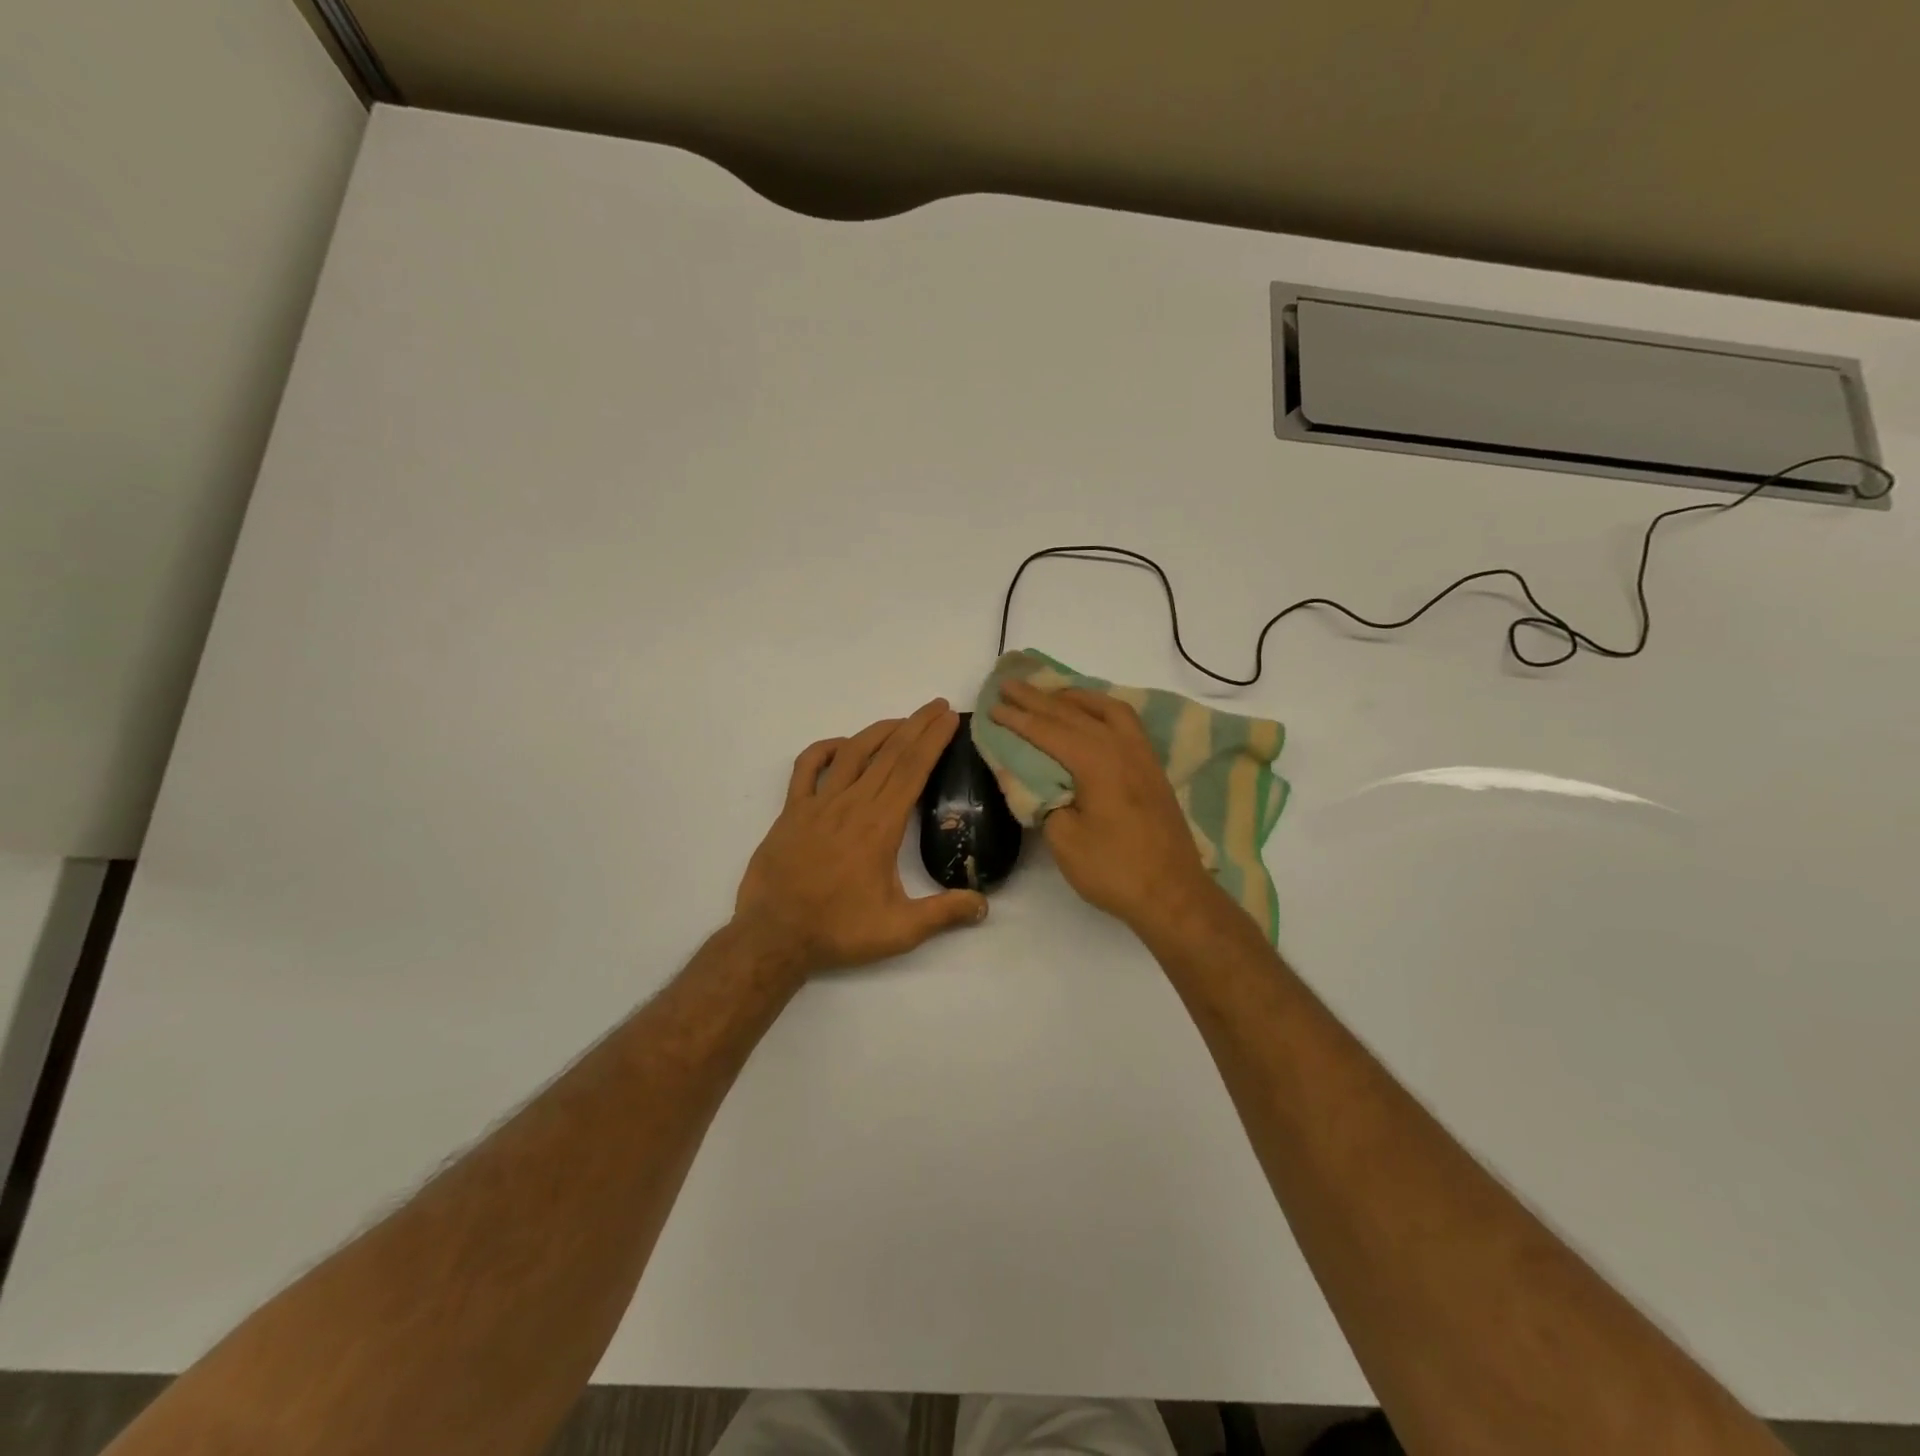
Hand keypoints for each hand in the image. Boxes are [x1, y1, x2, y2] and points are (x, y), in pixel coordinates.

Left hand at [735, 699, 988, 975]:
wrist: (774, 937)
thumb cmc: (838, 931)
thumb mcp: (899, 930)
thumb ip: (944, 913)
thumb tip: (984, 905)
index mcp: (880, 825)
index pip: (912, 770)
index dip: (933, 740)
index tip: (949, 718)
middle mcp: (851, 804)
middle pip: (889, 753)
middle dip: (917, 725)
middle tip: (937, 706)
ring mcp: (818, 804)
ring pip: (852, 753)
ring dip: (879, 731)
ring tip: (902, 720)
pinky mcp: (792, 811)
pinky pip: (806, 767)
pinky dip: (824, 749)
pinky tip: (840, 746)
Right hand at [990, 678, 1227, 936]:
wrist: (1173, 894)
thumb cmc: (1114, 869)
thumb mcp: (1064, 839)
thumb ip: (1041, 799)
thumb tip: (1027, 776)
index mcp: (1096, 761)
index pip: (1048, 731)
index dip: (1017, 719)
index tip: (992, 707)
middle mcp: (1121, 747)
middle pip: (1073, 713)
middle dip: (1038, 699)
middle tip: (1009, 685)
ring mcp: (1141, 755)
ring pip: (1105, 709)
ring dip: (1073, 698)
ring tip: (1049, 693)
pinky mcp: (1151, 768)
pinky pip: (1124, 721)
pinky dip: (1100, 709)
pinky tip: (1091, 716)